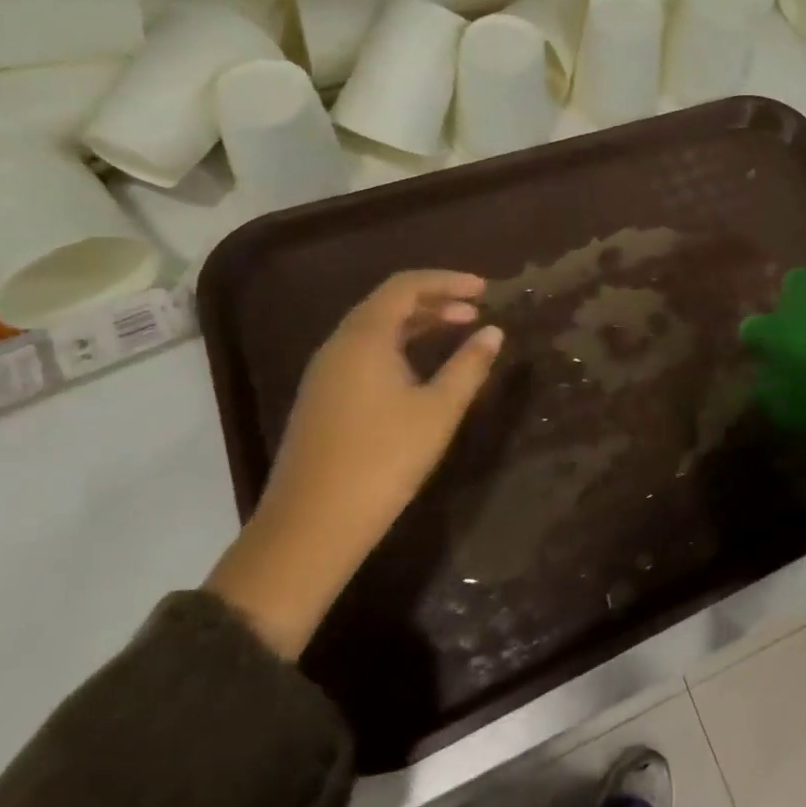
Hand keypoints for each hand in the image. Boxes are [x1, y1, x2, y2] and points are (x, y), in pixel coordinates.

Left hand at [206, 270, 502, 656]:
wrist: (312, 526)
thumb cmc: (383, 459)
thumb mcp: (438, 411)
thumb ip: (469, 366)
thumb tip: (493, 333)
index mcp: (364, 337)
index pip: (406, 286)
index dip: (447, 281)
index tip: (485, 290)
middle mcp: (339, 345)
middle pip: (388, 303)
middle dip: (435, 300)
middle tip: (476, 312)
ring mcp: (325, 373)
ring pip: (374, 330)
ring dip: (417, 324)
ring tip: (456, 333)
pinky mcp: (322, 399)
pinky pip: (364, 352)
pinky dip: (399, 346)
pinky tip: (420, 370)